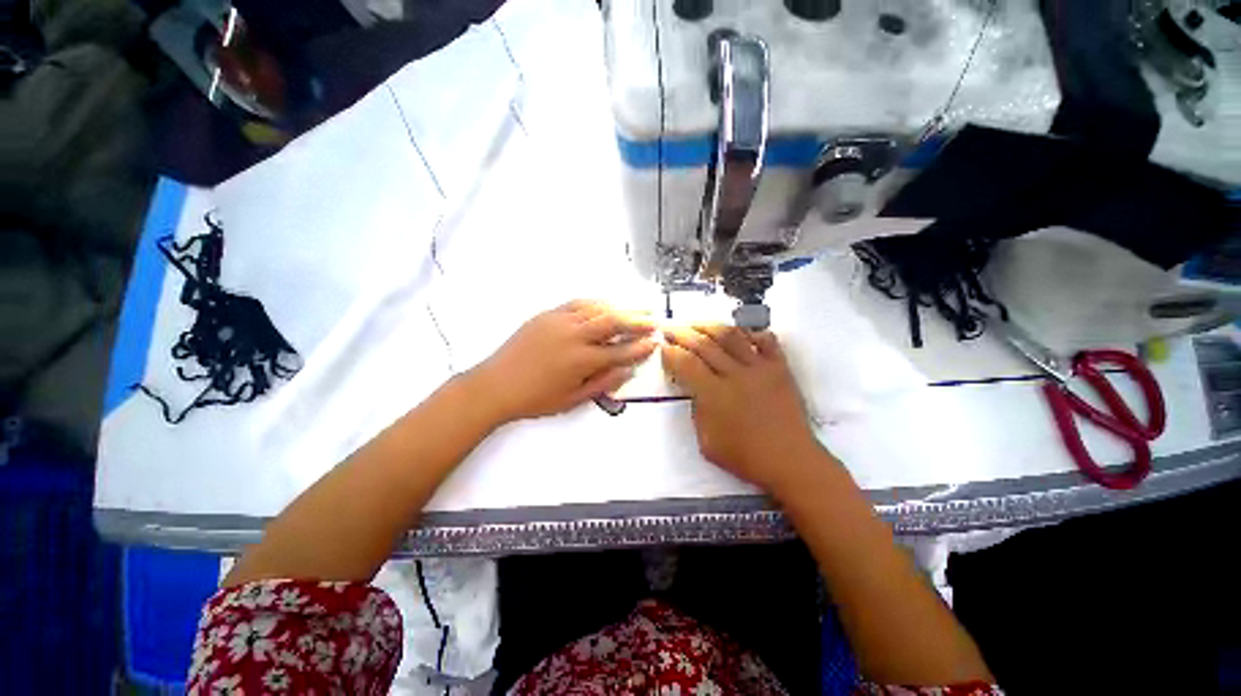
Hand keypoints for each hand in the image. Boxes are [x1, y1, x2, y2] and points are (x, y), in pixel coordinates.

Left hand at [468, 300, 656, 422]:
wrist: (495, 385)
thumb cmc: (535, 399)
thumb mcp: (572, 400)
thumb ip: (603, 384)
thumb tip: (628, 371)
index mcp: (581, 361)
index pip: (620, 352)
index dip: (640, 348)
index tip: (655, 343)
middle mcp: (574, 336)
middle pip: (614, 322)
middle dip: (637, 321)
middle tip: (653, 320)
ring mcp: (560, 321)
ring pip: (598, 309)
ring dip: (621, 308)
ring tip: (637, 310)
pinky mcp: (548, 315)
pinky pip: (578, 303)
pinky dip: (597, 303)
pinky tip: (606, 305)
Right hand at [661, 324, 819, 492]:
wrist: (791, 461)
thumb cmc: (745, 457)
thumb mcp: (706, 442)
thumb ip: (697, 411)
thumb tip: (695, 390)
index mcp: (715, 395)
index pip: (686, 364)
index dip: (671, 353)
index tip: (663, 347)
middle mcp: (736, 375)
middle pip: (704, 345)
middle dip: (682, 333)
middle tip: (670, 328)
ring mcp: (760, 368)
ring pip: (731, 336)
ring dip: (710, 326)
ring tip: (696, 323)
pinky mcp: (780, 368)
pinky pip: (766, 340)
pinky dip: (751, 331)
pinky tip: (739, 331)